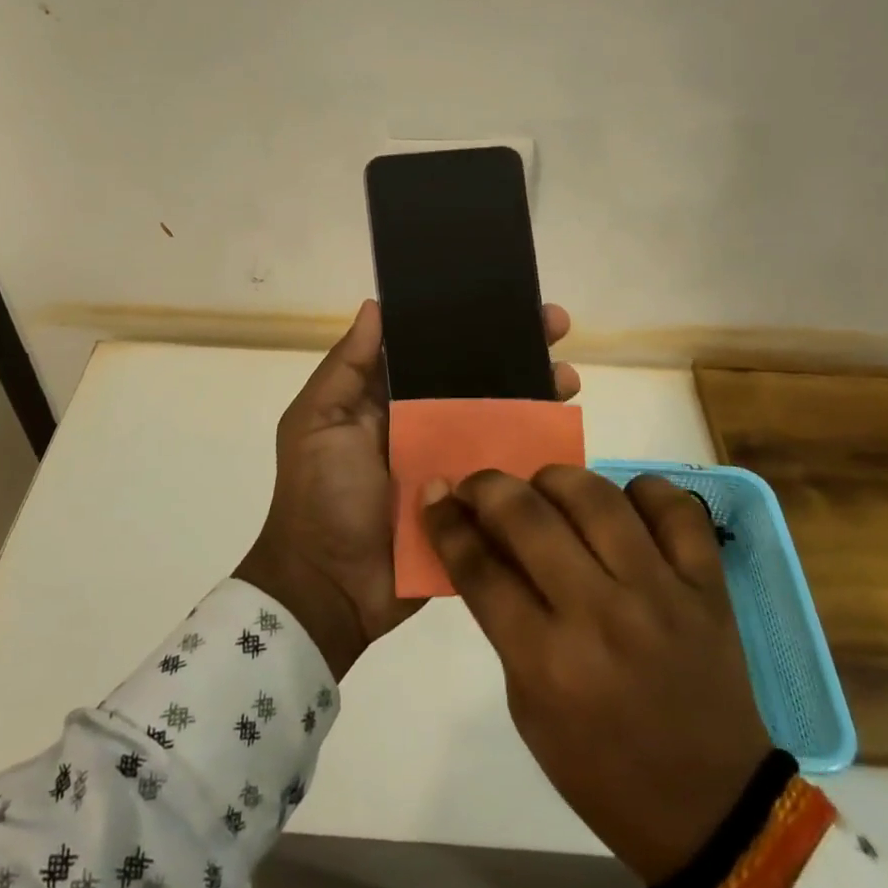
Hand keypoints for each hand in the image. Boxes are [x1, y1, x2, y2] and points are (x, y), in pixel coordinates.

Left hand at [234, 299, 578, 679]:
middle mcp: (428, 425)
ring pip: (504, 419)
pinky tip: (569, 430)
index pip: (435, 351)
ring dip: (537, 394)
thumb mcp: (317, 421)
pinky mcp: (477, 503)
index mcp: (391, 401)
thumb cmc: (319, 495)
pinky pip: (513, 470)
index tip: (503, 298)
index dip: (467, 323)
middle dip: (515, 350)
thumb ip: (346, 367)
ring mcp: (457, 464)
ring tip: (568, 375)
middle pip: (479, 379)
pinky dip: (541, 451)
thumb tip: (376, 305)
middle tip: (554, 323)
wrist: (331, 588)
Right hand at [421, 467, 772, 882]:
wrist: (711, 809)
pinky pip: (674, 508)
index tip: (435, 496)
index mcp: (548, 663)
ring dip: (555, 480)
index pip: (479, 568)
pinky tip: (623, 505)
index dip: (446, 522)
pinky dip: (642, 492)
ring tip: (545, 491)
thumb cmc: (600, 768)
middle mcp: (602, 616)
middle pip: (529, 516)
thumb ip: (504, 619)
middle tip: (479, 488)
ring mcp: (662, 594)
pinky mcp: (708, 587)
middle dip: (488, 488)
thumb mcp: (528, 705)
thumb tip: (482, 541)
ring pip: (596, 496)